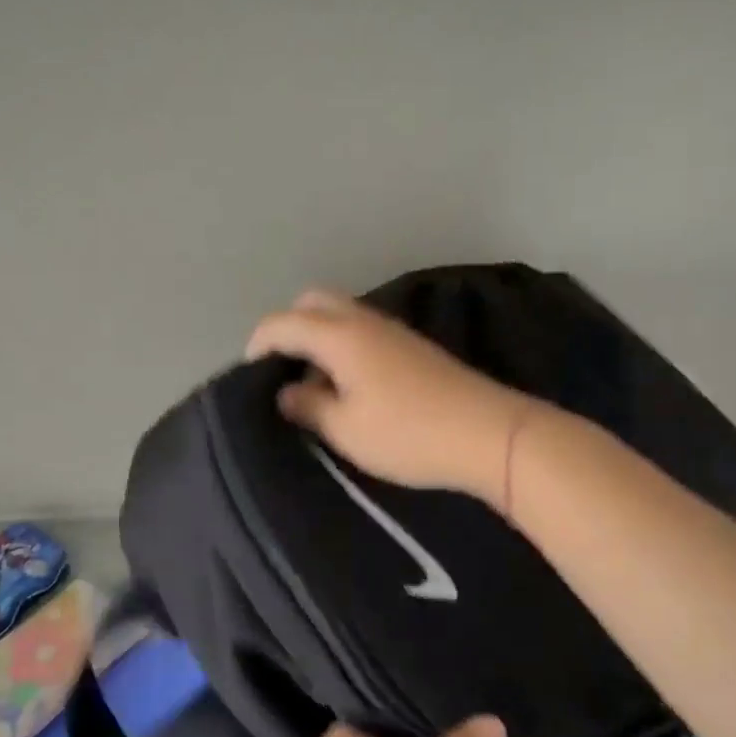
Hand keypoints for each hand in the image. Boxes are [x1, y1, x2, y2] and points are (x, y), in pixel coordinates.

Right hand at [245, 290, 536, 504]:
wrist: (488, 433)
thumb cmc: (407, 433)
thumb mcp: (345, 429)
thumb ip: (308, 406)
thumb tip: (286, 392)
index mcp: (340, 335)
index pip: (283, 323)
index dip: (258, 344)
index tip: (248, 375)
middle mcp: (364, 321)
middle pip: (313, 303)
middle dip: (288, 328)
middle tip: (282, 370)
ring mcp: (392, 330)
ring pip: (340, 315)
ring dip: (318, 338)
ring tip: (313, 384)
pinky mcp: (412, 346)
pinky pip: (362, 331)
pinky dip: (342, 346)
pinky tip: (348, 385)